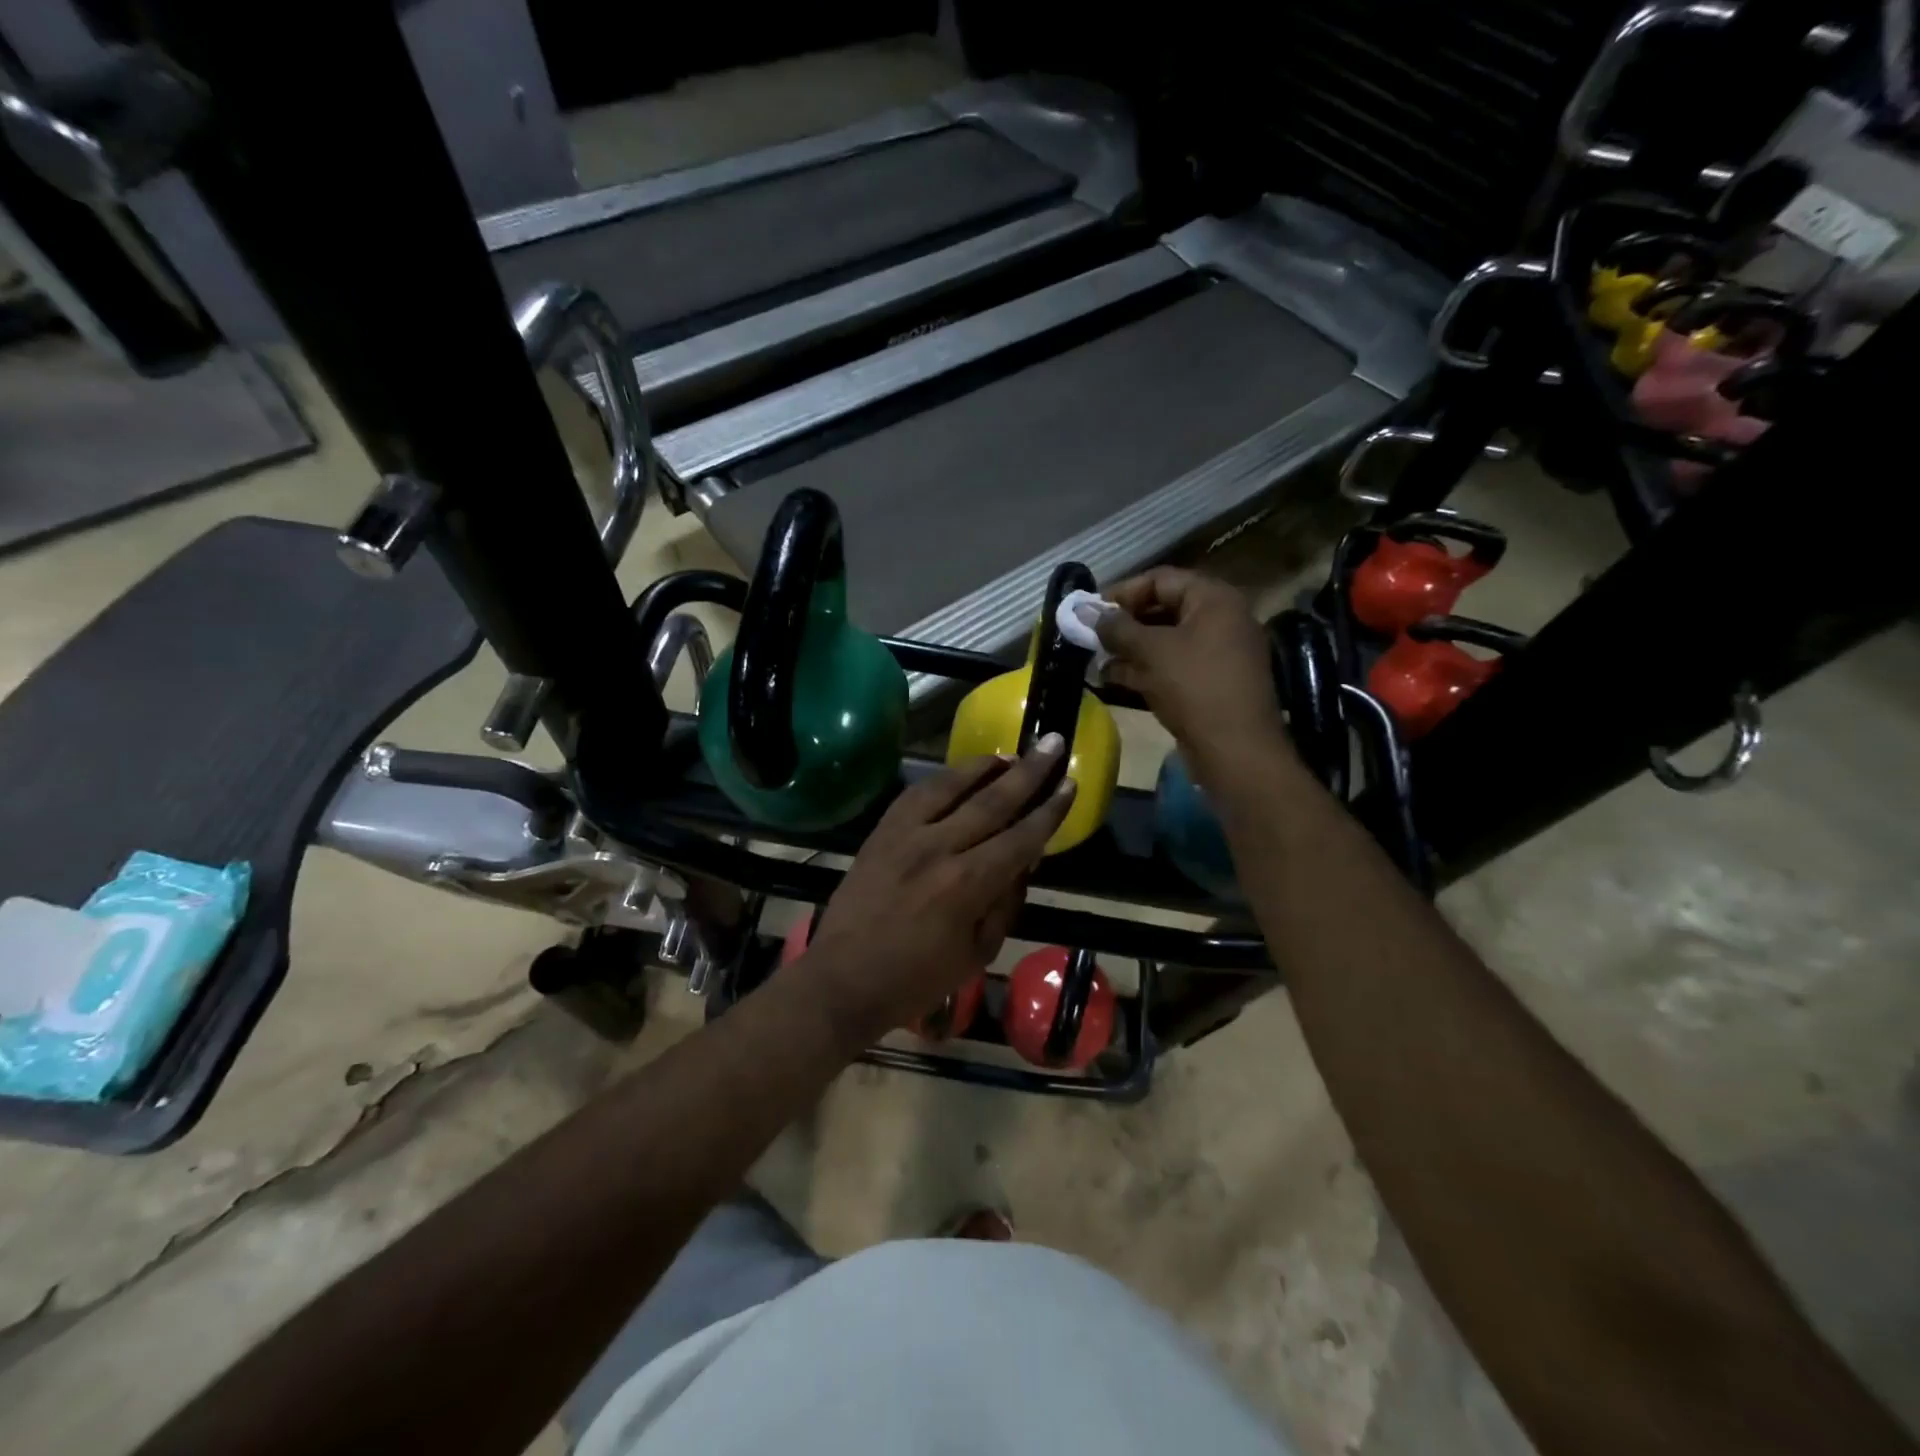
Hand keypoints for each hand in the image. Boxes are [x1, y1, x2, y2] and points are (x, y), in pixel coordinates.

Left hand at [799, 738, 1075, 1047]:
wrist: (844, 978)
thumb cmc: (917, 978)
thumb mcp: (977, 953)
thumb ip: (1004, 903)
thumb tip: (1022, 862)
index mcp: (967, 885)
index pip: (1020, 838)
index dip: (1049, 811)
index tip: (1069, 784)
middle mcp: (938, 848)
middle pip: (992, 801)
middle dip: (1029, 771)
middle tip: (1053, 743)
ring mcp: (905, 835)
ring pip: (951, 786)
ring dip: (985, 766)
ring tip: (1011, 754)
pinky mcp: (881, 831)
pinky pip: (916, 793)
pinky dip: (943, 778)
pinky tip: (960, 773)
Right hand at [1095, 567, 1291, 775]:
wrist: (1236, 750)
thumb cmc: (1194, 688)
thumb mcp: (1151, 652)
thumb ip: (1115, 628)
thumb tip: (1082, 610)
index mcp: (1214, 599)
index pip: (1160, 580)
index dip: (1122, 593)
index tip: (1091, 613)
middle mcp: (1220, 619)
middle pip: (1162, 609)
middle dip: (1123, 625)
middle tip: (1090, 638)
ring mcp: (1217, 653)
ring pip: (1164, 641)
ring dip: (1129, 650)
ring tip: (1094, 660)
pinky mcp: (1210, 683)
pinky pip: (1172, 666)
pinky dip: (1144, 669)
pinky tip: (1112, 679)